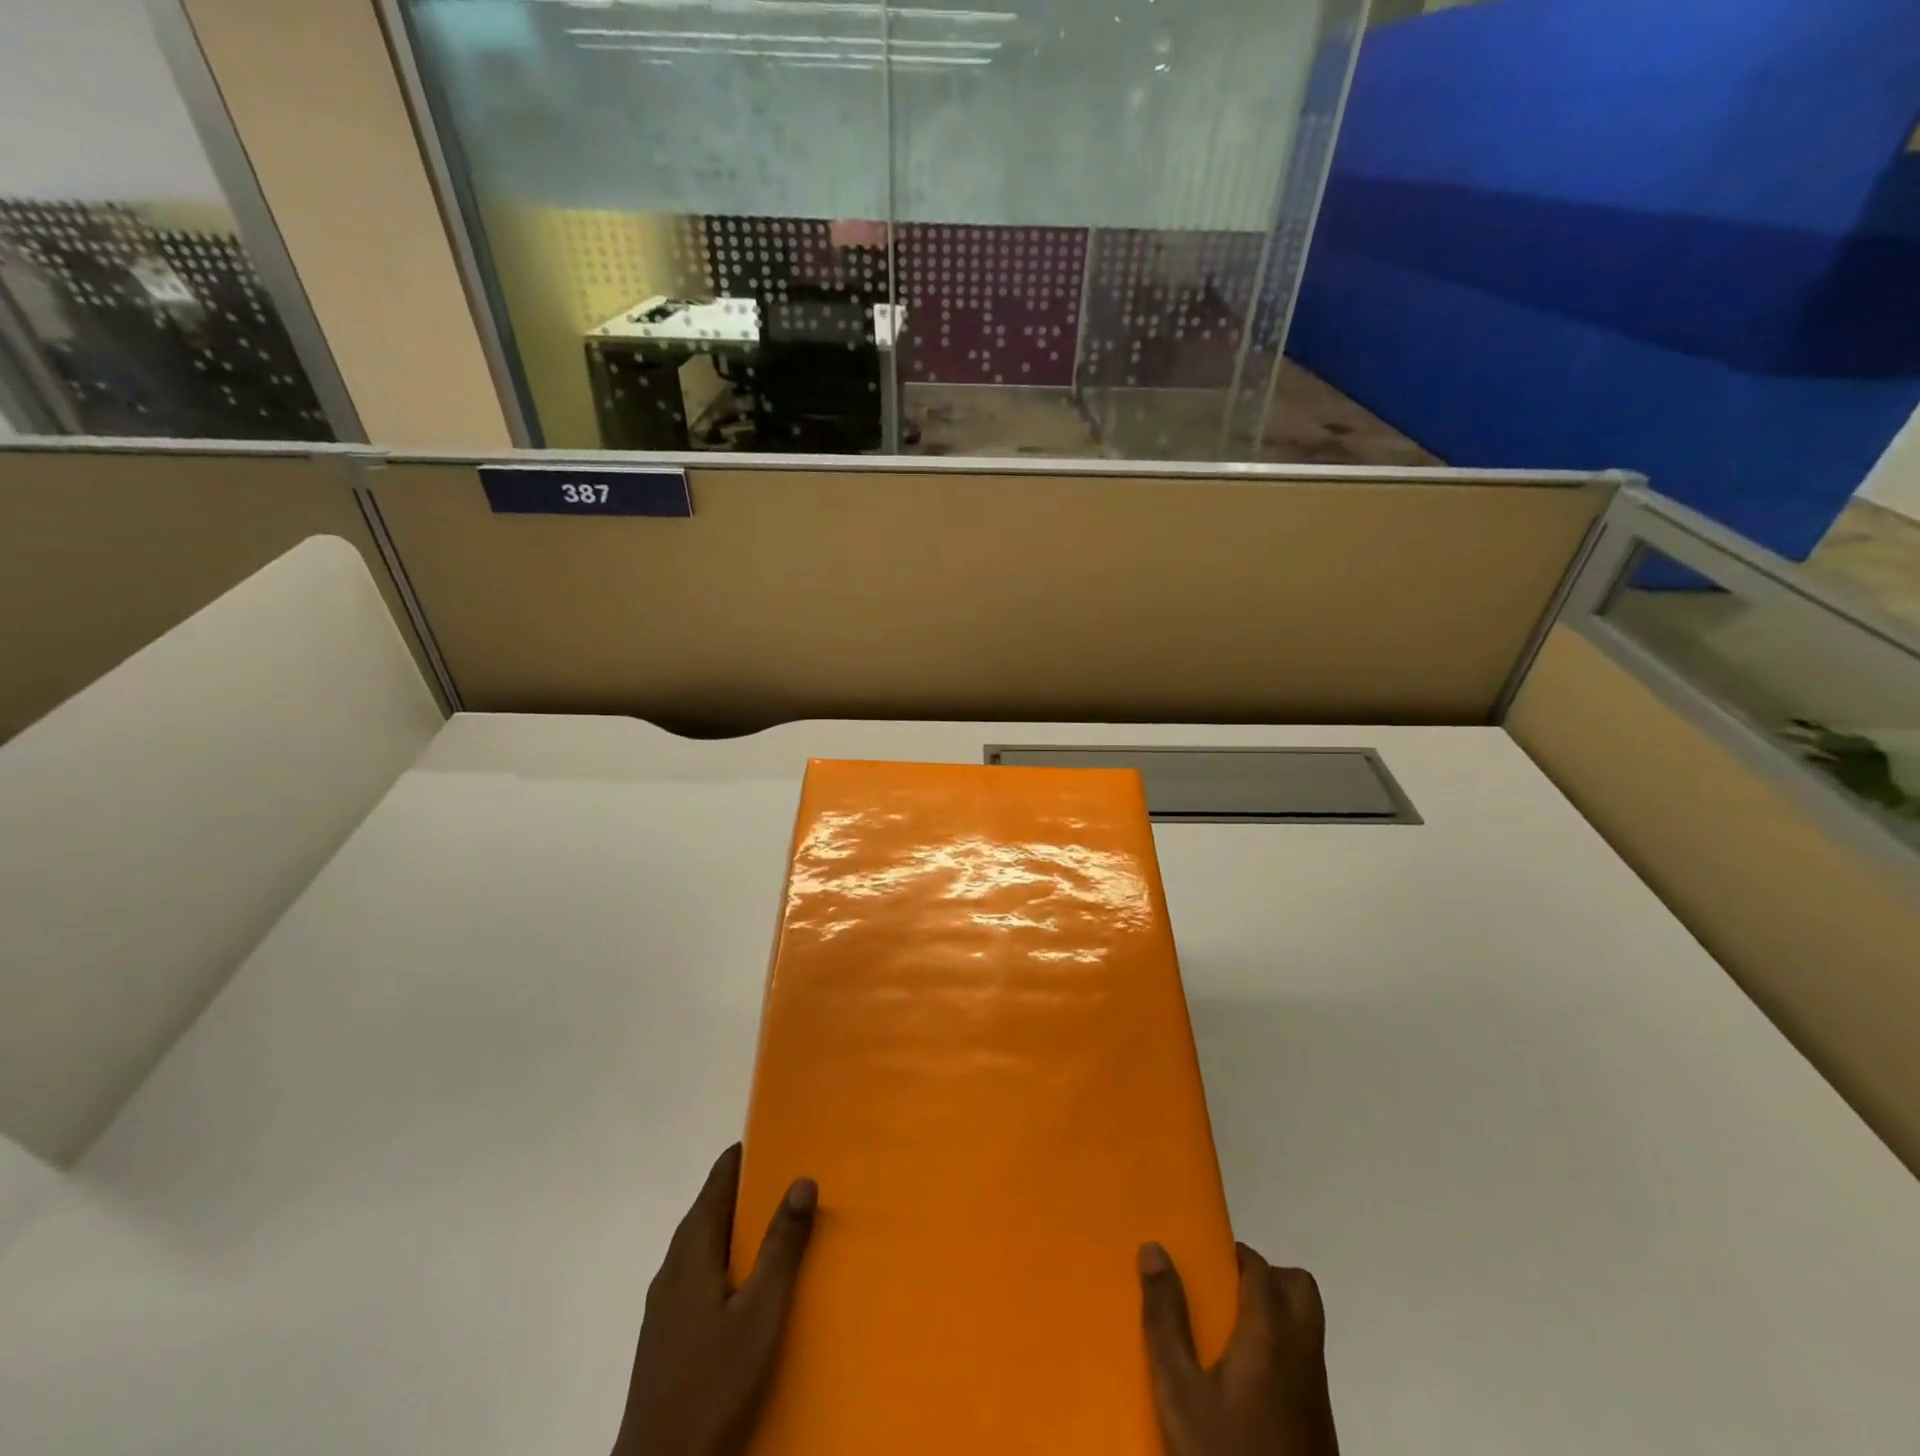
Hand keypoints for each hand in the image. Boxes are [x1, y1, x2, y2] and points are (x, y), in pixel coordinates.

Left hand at [613, 1145, 817, 1455]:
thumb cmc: (713, 1382)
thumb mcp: (760, 1312)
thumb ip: (782, 1246)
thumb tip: (803, 1178)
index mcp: (691, 1251)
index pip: (717, 1182)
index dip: (744, 1156)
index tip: (777, 1137)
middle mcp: (672, 1267)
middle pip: (708, 1210)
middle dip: (745, 1188)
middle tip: (788, 1176)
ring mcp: (664, 1303)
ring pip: (702, 1244)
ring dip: (735, 1225)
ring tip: (775, 1223)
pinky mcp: (666, 1334)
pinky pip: (699, 1273)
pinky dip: (726, 1257)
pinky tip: (747, 1282)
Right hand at [1139, 1241, 1338, 1455]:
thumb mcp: (1179, 1391)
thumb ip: (1166, 1317)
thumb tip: (1154, 1248)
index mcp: (1271, 1335)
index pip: (1261, 1269)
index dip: (1235, 1256)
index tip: (1205, 1262)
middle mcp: (1302, 1355)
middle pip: (1300, 1289)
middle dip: (1266, 1278)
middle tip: (1223, 1294)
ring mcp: (1317, 1396)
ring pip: (1306, 1327)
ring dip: (1274, 1314)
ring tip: (1226, 1337)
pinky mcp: (1320, 1431)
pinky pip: (1304, 1365)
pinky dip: (1280, 1351)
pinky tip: (1243, 1386)